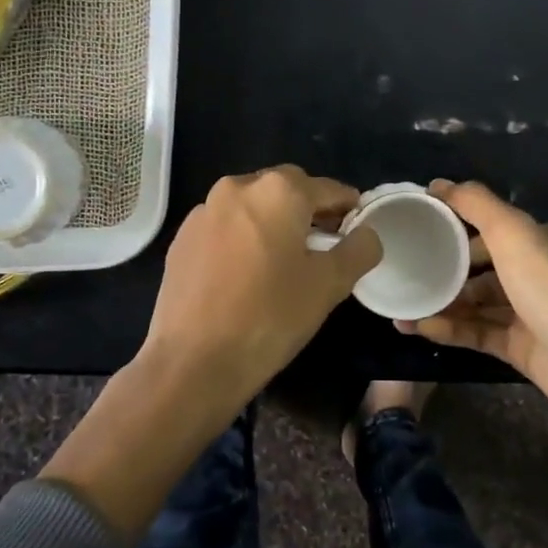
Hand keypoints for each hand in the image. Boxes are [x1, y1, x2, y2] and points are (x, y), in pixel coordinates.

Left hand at [142, 166, 382, 417]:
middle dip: (308, 210)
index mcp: (278, 191)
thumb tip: (366, 234)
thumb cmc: (270, 316)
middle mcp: (238, 188)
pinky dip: (242, 238)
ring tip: (284, 259)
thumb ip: (358, 250)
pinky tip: (246, 273)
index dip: (348, 206)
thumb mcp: (329, 285)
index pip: (327, 189)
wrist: (193, 360)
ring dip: (272, 222)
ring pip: (251, 207)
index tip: (358, 225)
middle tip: (325, 243)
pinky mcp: (181, 238)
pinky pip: (224, 227)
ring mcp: (203, 212)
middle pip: (286, 190)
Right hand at [397, 180, 547, 455]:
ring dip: (441, 302)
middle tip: (404, 271)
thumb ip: (475, 204)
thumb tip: (439, 183)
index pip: (491, 226)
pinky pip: (478, 333)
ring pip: (477, 302)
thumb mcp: (513, 233)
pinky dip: (450, 329)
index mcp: (542, 241)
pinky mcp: (523, 350)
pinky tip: (418, 327)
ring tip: (402, 305)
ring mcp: (531, 314)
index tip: (416, 229)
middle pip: (481, 266)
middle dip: (444, 268)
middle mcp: (538, 273)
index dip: (454, 225)